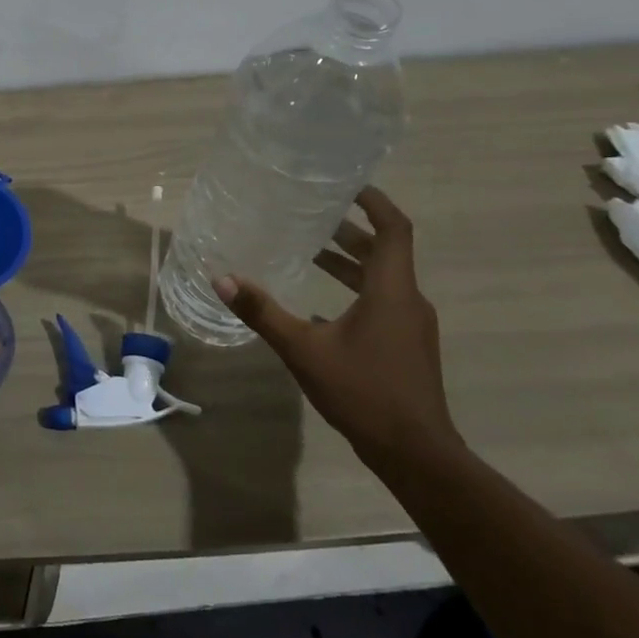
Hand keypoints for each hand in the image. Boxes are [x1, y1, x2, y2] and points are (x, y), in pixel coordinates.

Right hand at [214, 187, 460, 467]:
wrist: (416, 454)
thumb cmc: (364, 392)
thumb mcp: (304, 349)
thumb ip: (263, 312)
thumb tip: (222, 279)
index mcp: (391, 291)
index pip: (393, 229)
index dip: (374, 202)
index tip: (346, 184)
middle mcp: (408, 300)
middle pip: (384, 251)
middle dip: (349, 231)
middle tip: (311, 215)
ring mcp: (411, 325)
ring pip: (382, 278)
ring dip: (350, 262)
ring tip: (310, 251)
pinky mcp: (407, 346)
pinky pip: (382, 302)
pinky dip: (354, 290)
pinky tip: (321, 306)